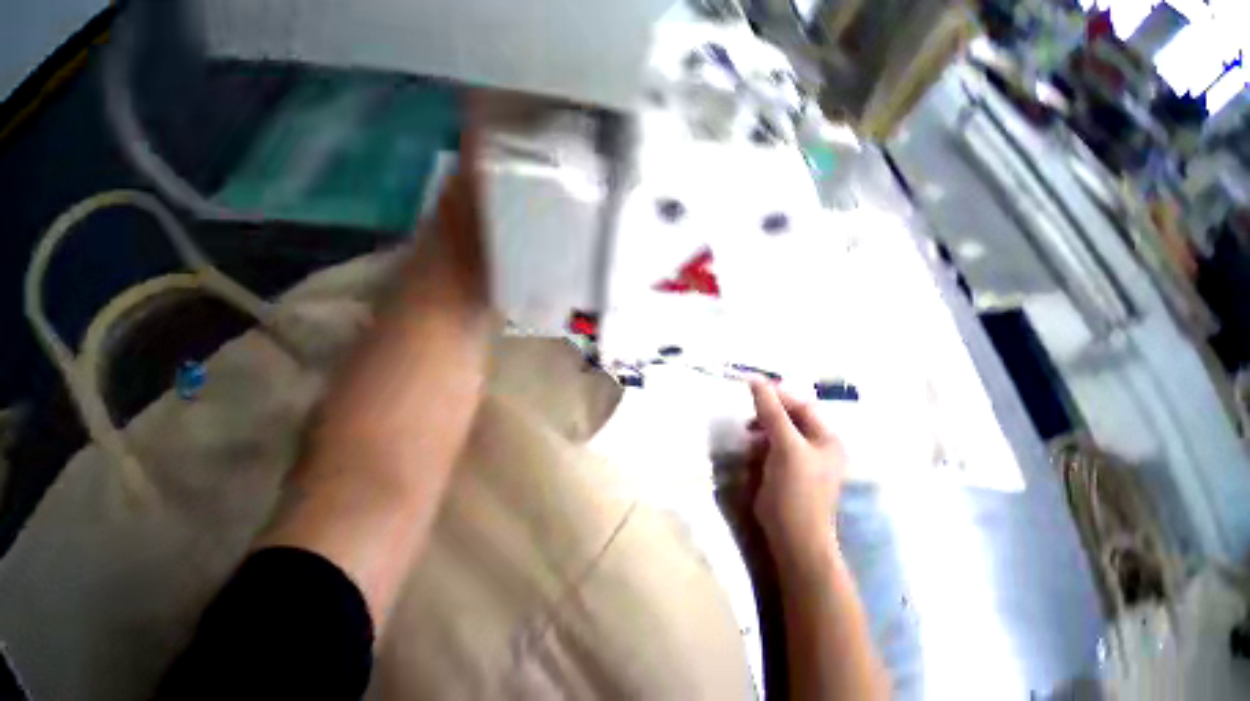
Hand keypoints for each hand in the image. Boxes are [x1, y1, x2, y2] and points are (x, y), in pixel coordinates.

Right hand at [748, 380, 845, 567]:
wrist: (792, 537)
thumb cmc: (796, 489)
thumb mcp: (785, 446)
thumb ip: (771, 412)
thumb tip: (756, 380)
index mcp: (826, 438)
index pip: (801, 405)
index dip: (778, 395)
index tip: (752, 387)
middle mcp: (816, 446)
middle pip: (789, 418)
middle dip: (767, 415)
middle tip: (748, 417)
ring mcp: (800, 460)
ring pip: (776, 432)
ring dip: (761, 431)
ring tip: (748, 436)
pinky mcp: (784, 471)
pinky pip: (769, 447)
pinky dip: (758, 446)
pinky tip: (751, 454)